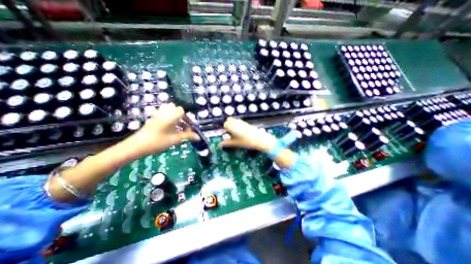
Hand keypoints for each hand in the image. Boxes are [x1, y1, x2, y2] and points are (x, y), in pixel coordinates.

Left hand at [121, 103, 198, 156]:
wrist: (138, 145)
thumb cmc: (159, 141)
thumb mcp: (176, 139)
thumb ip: (188, 136)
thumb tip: (198, 137)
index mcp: (172, 115)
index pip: (183, 111)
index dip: (188, 119)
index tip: (190, 128)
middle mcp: (165, 111)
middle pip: (177, 110)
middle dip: (183, 118)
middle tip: (185, 127)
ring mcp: (158, 114)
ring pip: (171, 112)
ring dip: (176, 119)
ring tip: (178, 129)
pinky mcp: (153, 118)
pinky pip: (165, 115)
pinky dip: (170, 120)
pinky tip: (170, 129)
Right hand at [219, 116, 276, 151]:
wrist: (260, 139)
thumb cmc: (248, 142)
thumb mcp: (237, 143)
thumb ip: (228, 143)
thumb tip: (220, 145)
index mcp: (234, 127)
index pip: (225, 124)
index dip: (225, 129)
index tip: (226, 133)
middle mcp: (238, 123)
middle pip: (229, 121)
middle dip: (229, 126)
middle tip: (230, 133)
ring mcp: (243, 123)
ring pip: (235, 120)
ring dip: (233, 125)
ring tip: (236, 132)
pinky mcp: (247, 124)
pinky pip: (240, 122)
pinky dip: (239, 125)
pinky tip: (241, 131)